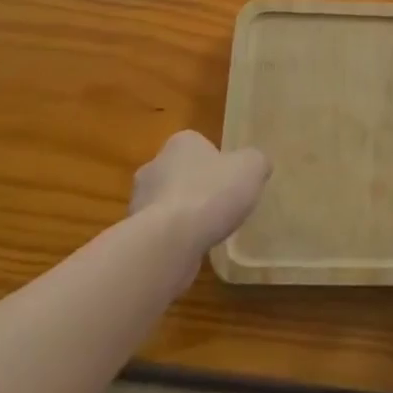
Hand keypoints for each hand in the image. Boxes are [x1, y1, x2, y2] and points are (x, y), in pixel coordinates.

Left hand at [129, 131, 270, 284]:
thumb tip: (257, 166)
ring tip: (208, 232)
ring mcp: (139, 202)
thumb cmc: (212, 193)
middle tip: (220, 206)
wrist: (170, 241)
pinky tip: (192, 249)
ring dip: (183, 216)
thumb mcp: (252, 168)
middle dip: (196, 188)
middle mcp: (154, 166)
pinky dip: (174, 239)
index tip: (229, 181)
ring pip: (168, 204)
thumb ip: (256, 162)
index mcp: (180, 143)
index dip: (216, 162)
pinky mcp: (135, 234)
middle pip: (180, 173)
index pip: (198, 145)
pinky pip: (160, 232)